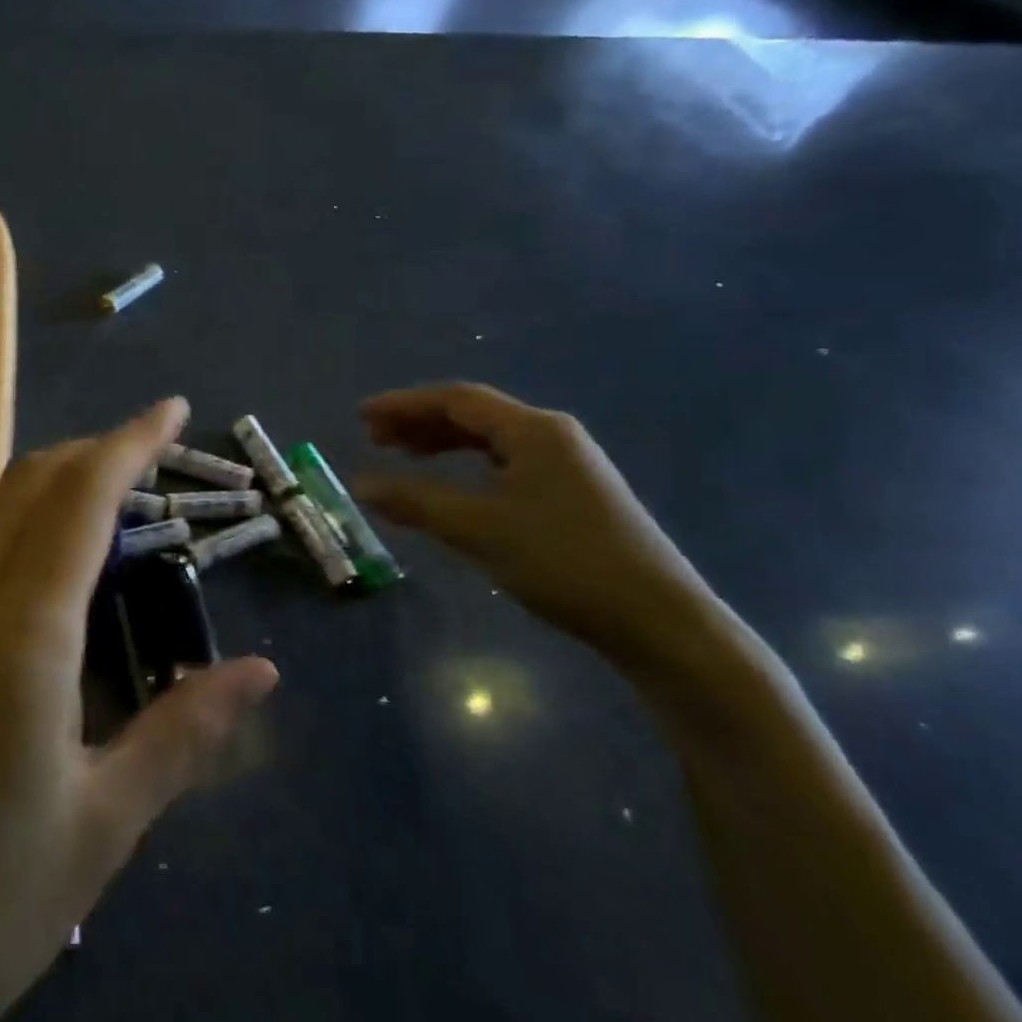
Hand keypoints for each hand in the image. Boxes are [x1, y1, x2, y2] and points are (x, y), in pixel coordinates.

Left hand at [0, 400, 279, 1021]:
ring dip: (46, 475)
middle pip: (27, 483)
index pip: (82, 499)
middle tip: (148, 449)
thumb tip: (262, 672)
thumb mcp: (98, 827)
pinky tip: (33, 549)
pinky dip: (10, 512)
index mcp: (21, 634)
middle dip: (91, 448)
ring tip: (100, 483)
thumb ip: (181, 734)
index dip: (130, 442)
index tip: (173, 408)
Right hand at [354, 383, 723, 673]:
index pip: (455, 400)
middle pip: (473, 414)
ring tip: (403, 457)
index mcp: (532, 430)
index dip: (404, 405)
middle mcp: (551, 435)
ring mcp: (568, 463)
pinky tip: (452, 486)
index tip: (361, 417)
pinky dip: (469, 468)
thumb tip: (360, 484)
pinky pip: (507, 463)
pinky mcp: (575, 492)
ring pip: (490, 440)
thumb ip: (416, 502)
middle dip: (420, 423)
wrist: (660, 622)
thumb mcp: (479, 530)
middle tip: (375, 439)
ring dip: (443, 444)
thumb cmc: (564, 562)